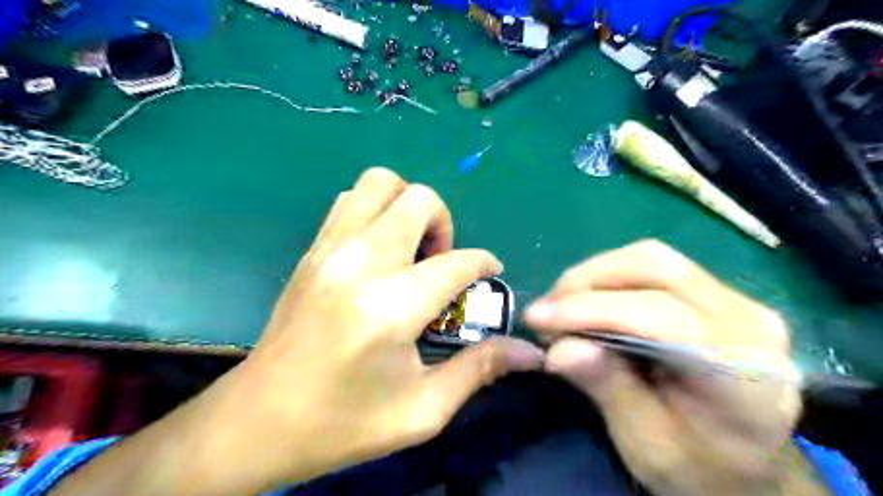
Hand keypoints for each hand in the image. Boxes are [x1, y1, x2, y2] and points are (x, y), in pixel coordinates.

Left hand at [53, 169, 544, 494]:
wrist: (258, 421)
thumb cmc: (343, 423)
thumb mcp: (421, 410)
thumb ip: (479, 370)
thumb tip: (529, 351)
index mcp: (391, 307)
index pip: (457, 262)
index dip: (484, 264)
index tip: (489, 274)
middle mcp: (360, 263)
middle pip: (419, 199)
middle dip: (444, 223)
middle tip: (441, 262)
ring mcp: (329, 249)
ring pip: (380, 184)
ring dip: (407, 207)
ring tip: (411, 250)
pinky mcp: (311, 250)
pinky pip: (350, 201)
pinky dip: (375, 211)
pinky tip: (379, 252)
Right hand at [522, 242, 819, 495]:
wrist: (748, 464)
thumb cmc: (699, 467)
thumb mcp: (647, 445)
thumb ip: (608, 390)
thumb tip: (558, 348)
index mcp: (744, 372)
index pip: (661, 317)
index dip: (592, 311)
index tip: (537, 318)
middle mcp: (748, 321)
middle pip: (657, 268)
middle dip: (588, 282)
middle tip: (547, 310)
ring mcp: (736, 299)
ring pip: (652, 258)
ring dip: (595, 276)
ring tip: (562, 306)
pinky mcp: (715, 292)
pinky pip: (654, 267)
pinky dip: (609, 278)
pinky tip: (588, 301)